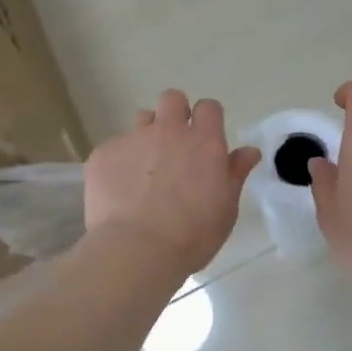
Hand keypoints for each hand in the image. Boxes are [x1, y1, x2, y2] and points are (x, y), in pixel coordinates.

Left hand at [84, 90, 261, 276]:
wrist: (137, 250)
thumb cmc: (192, 235)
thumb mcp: (226, 208)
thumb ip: (235, 173)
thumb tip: (249, 151)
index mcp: (203, 142)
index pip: (208, 107)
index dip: (207, 119)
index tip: (205, 139)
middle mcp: (168, 131)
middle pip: (172, 99)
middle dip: (175, 113)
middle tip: (175, 146)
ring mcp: (132, 140)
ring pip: (142, 119)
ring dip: (147, 135)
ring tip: (145, 169)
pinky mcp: (102, 155)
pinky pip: (114, 148)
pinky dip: (120, 163)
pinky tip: (120, 191)